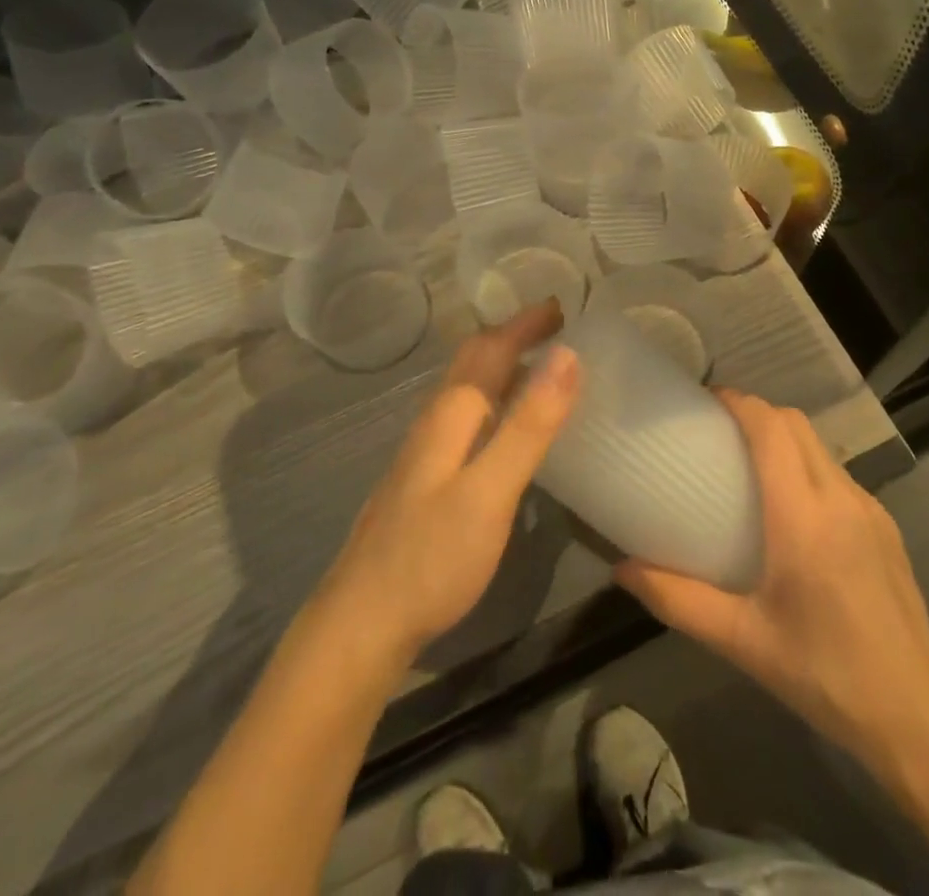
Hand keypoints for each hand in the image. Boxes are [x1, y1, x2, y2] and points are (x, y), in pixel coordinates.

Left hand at [316, 301, 582, 665]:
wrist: (361, 623)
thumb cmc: (430, 557)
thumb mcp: (491, 490)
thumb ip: (529, 424)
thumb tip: (567, 354)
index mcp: (451, 414)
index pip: (491, 349)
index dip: (525, 324)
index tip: (562, 305)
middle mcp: (434, 422)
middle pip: (472, 362)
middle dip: (512, 336)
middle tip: (554, 327)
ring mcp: (424, 452)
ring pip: (465, 388)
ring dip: (500, 365)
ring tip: (537, 365)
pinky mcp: (424, 480)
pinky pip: (464, 416)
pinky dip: (492, 399)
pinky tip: (503, 426)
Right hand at [615, 390, 928, 770]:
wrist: (916, 714)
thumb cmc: (822, 673)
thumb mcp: (741, 640)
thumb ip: (677, 600)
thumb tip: (622, 569)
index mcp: (802, 515)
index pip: (770, 427)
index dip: (737, 402)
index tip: (704, 402)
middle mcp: (838, 496)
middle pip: (795, 423)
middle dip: (757, 413)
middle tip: (718, 434)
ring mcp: (869, 508)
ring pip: (820, 446)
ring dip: (784, 438)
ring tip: (750, 467)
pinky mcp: (887, 525)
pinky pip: (838, 475)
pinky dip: (808, 467)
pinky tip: (794, 512)